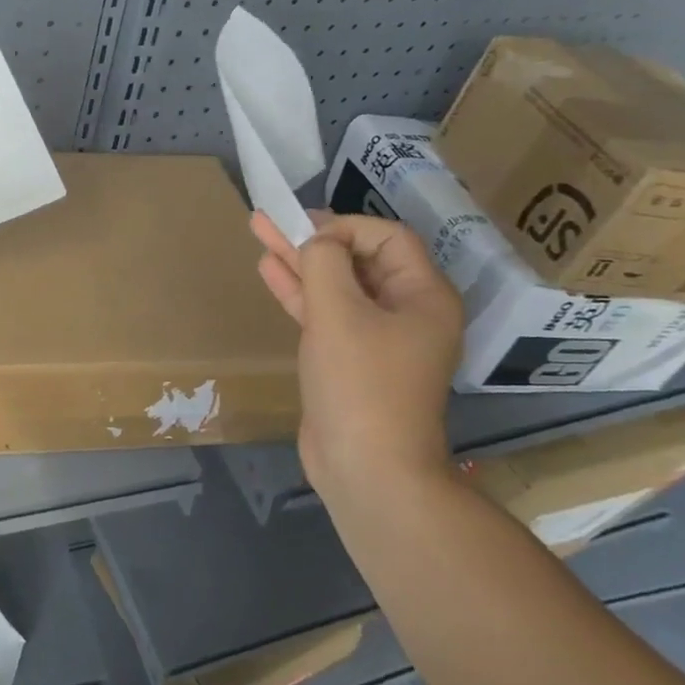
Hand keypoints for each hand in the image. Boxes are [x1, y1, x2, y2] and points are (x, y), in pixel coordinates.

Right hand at [251, 210, 463, 495]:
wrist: (366, 467)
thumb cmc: (361, 383)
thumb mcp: (339, 313)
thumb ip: (324, 264)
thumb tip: (316, 242)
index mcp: (423, 296)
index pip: (387, 238)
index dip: (344, 227)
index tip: (305, 234)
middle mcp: (406, 311)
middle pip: (358, 259)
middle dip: (313, 238)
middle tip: (271, 217)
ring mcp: (376, 338)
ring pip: (336, 286)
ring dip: (299, 262)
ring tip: (260, 232)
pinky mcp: (350, 360)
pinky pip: (326, 314)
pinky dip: (299, 293)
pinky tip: (269, 271)